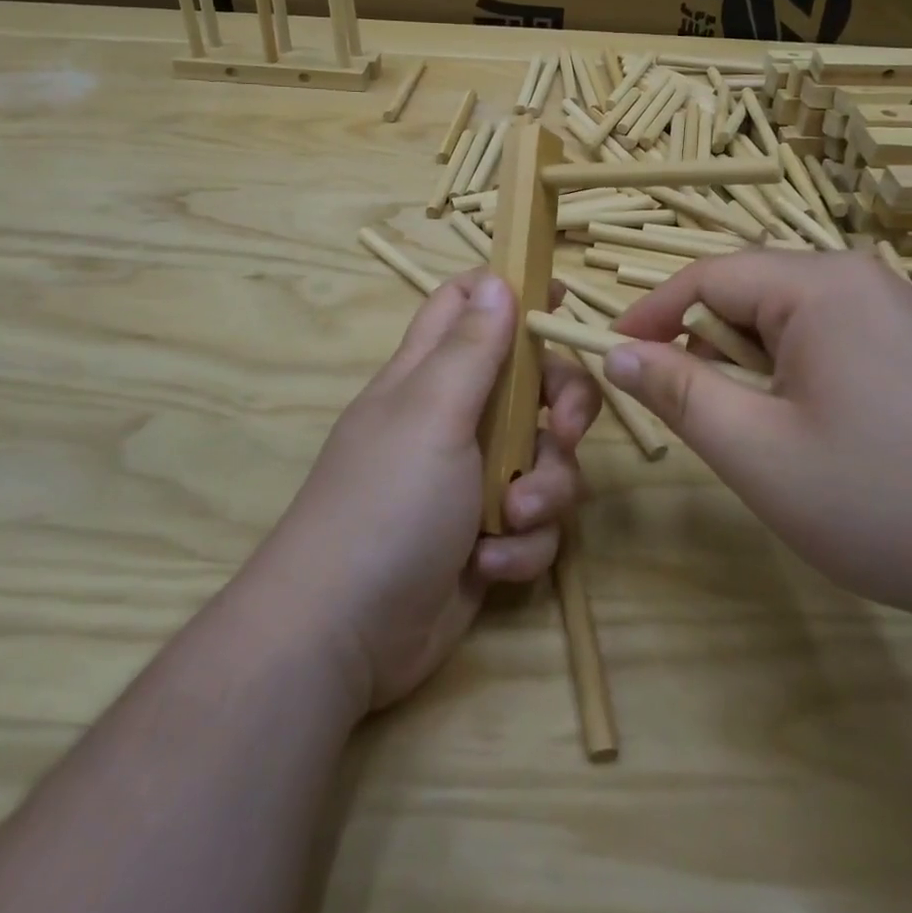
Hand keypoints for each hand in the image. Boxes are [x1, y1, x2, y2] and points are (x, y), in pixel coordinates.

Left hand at [244, 269, 598, 711]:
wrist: (344, 635)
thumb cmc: (386, 502)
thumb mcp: (433, 413)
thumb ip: (471, 347)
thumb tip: (496, 277)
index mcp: (431, 375)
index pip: (465, 305)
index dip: (510, 293)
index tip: (560, 303)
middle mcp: (456, 419)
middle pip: (533, 383)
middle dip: (563, 406)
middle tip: (567, 430)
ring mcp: (473, 479)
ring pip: (546, 458)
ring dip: (544, 492)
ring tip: (511, 521)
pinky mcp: (487, 536)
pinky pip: (535, 523)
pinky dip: (521, 546)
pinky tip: (487, 567)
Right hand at [605, 250, 911, 632]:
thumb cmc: (887, 501)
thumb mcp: (759, 452)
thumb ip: (678, 393)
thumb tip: (616, 353)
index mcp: (818, 285)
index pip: (705, 277)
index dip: (650, 315)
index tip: (612, 356)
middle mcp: (859, 279)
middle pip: (749, 293)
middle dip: (707, 348)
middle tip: (696, 416)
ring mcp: (898, 310)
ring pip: (789, 320)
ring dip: (753, 366)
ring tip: (763, 434)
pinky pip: (831, 339)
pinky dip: (797, 375)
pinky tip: (820, 434)